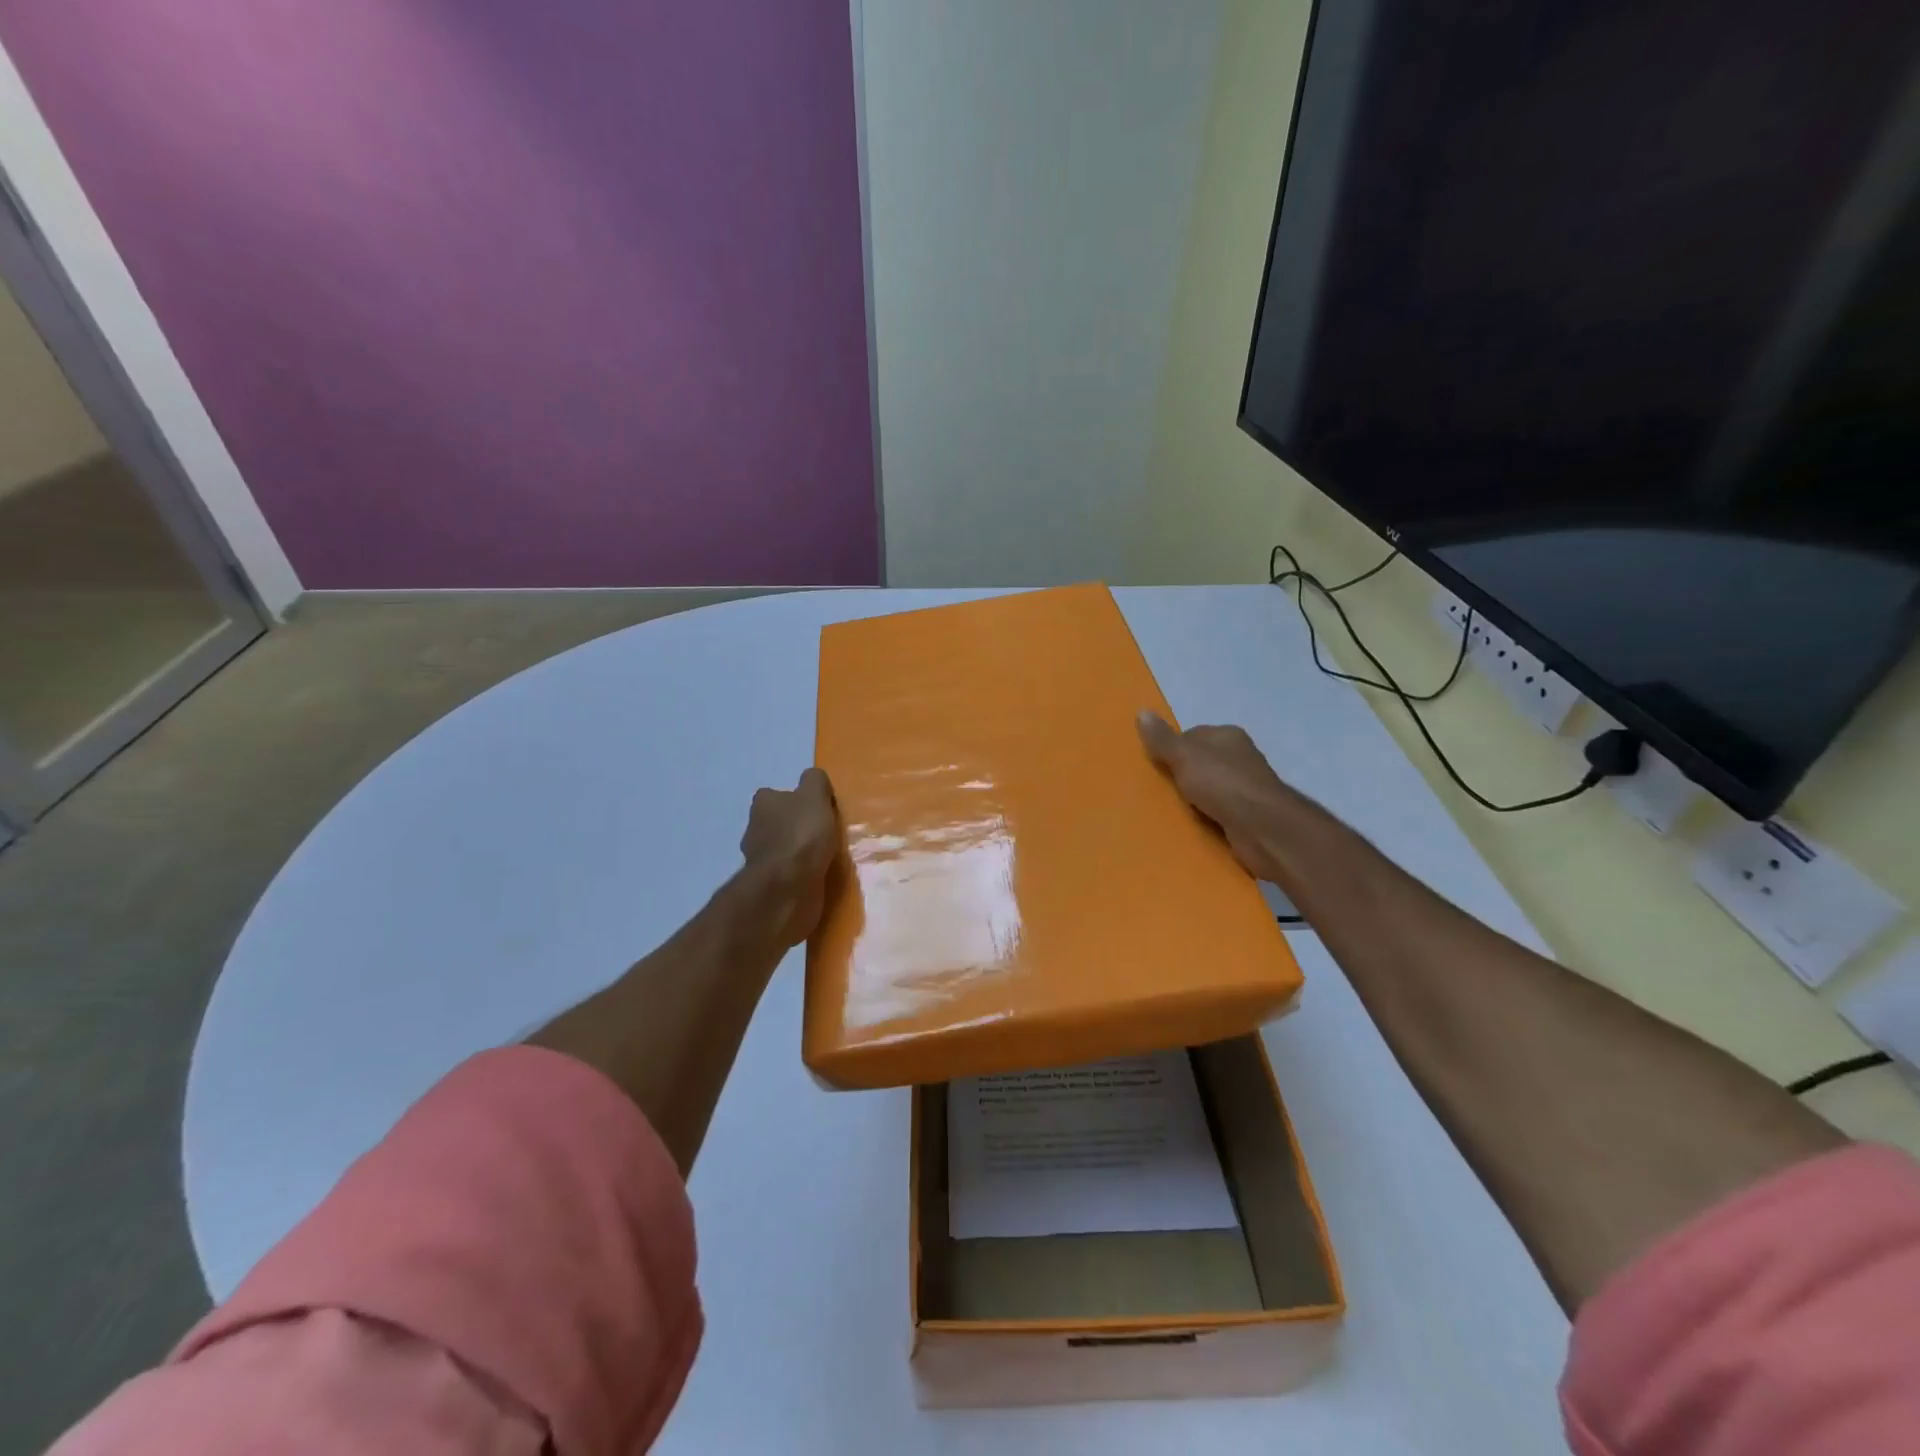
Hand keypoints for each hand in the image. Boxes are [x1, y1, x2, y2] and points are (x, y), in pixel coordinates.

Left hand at [740, 767, 839, 946]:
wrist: (788, 887)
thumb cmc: (801, 835)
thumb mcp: (814, 795)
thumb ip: (815, 781)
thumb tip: (813, 778)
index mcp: (762, 805)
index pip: (775, 795)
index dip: (795, 799)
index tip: (817, 809)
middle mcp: (755, 829)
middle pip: (777, 823)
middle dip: (796, 827)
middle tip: (824, 833)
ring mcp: (761, 861)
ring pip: (782, 849)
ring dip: (799, 852)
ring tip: (826, 856)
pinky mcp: (770, 886)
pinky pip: (788, 874)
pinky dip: (800, 874)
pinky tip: (819, 875)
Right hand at [1137, 713, 1292, 881]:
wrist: (1261, 826)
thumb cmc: (1222, 783)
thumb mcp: (1184, 756)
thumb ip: (1162, 739)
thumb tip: (1141, 711)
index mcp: (1227, 735)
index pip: (1193, 735)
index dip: (1173, 748)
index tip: (1156, 764)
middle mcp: (1240, 757)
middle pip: (1202, 761)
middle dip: (1183, 774)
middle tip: (1158, 788)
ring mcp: (1247, 786)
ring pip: (1210, 787)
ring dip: (1194, 798)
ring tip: (1171, 809)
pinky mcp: (1249, 813)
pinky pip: (1219, 810)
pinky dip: (1207, 816)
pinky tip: (1193, 824)